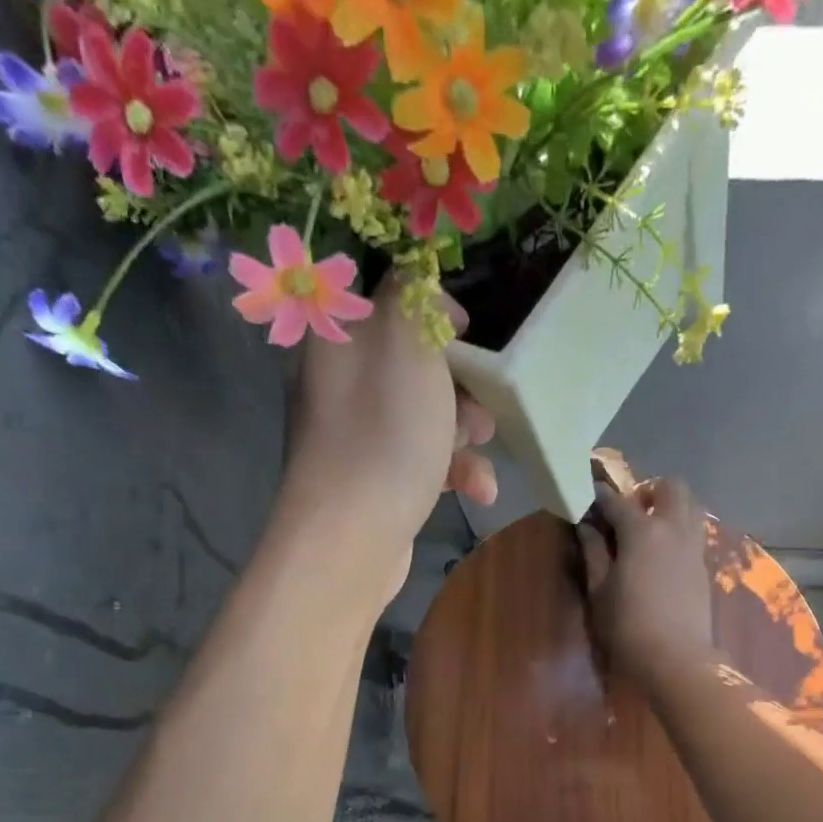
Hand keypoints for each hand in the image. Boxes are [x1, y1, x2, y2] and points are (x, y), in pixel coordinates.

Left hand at [276, 280, 496, 595]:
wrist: (353, 538)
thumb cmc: (385, 433)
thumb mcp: (406, 341)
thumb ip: (414, 293)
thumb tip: (421, 284)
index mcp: (340, 338)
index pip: (385, 301)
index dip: (432, 309)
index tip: (466, 330)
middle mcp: (341, 383)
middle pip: (413, 364)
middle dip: (460, 382)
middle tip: (481, 403)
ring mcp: (356, 438)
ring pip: (425, 417)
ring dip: (465, 433)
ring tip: (482, 449)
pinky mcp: (376, 483)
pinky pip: (422, 462)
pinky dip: (453, 472)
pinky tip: (478, 492)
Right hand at [577, 478, 715, 690]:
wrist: (676, 659)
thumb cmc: (627, 627)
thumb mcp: (599, 591)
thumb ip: (594, 553)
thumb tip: (586, 527)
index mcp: (642, 531)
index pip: (619, 501)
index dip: (601, 496)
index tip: (589, 497)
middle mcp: (673, 528)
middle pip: (671, 487)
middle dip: (649, 491)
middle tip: (630, 512)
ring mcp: (693, 546)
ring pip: (691, 505)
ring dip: (671, 506)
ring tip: (651, 529)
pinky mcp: (704, 566)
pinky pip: (695, 531)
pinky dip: (680, 529)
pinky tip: (663, 553)